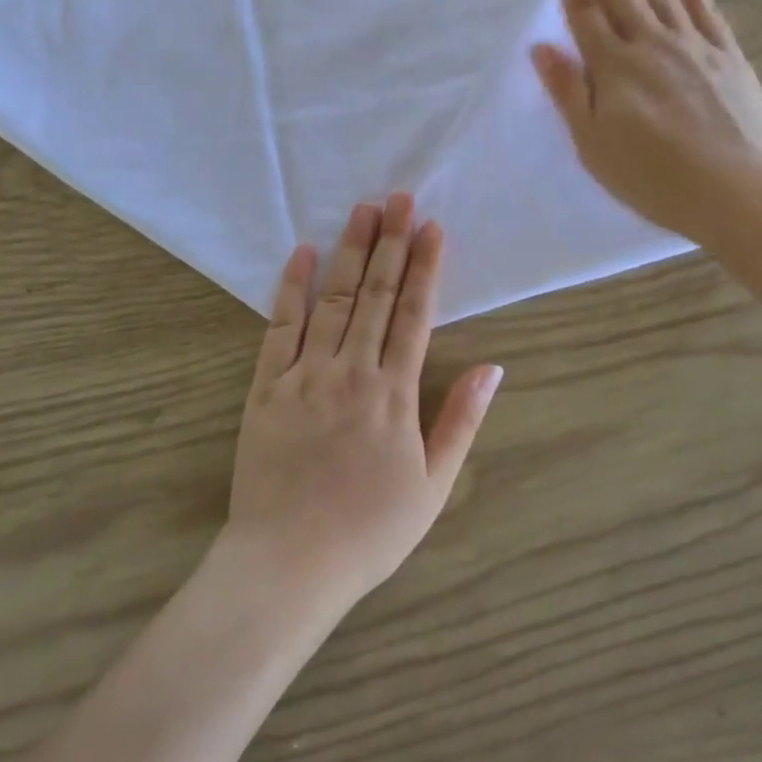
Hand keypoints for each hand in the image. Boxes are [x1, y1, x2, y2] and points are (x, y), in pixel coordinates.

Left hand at [224, 194, 502, 614]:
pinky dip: (292, 287)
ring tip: (363, 210)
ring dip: (350, 251)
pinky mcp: (267, 385)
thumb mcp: (433, 486)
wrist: (288, 564)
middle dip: (391, 242)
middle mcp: (353, 371)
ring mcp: (307, 374)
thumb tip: (493, 368)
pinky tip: (302, 252)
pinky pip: (281, 326)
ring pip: (333, 299)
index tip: (432, 227)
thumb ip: (461, 421)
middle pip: (376, 294)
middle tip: (398, 197)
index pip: (415, 314)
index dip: (426, 267)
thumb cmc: (368, 531)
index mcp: (395, 393)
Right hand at [531, 0, 761, 246]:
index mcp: (615, 68)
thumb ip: (569, 92)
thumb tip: (541, 48)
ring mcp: (693, 45)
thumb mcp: (594, 145)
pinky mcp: (726, 54)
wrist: (739, 191)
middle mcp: (651, 44)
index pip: (584, 12)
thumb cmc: (655, 177)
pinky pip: (703, 6)